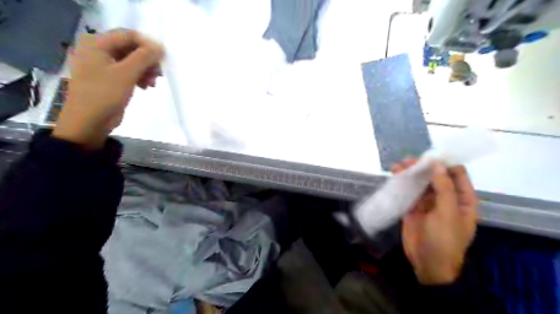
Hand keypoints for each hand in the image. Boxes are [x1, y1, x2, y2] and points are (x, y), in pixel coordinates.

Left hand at [52, 29, 163, 149]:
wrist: (89, 122)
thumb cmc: (104, 94)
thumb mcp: (126, 74)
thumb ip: (144, 57)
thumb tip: (160, 47)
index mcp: (96, 43)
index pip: (129, 35)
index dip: (148, 45)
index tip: (163, 59)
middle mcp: (98, 50)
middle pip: (131, 48)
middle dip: (147, 60)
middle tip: (159, 74)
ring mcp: (103, 65)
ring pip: (132, 60)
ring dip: (146, 70)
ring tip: (153, 83)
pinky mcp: (109, 78)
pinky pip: (128, 71)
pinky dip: (139, 77)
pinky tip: (146, 87)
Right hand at [393, 159, 475, 284]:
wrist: (428, 263)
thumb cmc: (445, 240)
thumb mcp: (448, 214)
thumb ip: (444, 188)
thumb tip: (437, 165)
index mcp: (462, 199)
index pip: (457, 174)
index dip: (445, 163)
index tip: (430, 157)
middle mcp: (445, 198)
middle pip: (435, 176)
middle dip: (423, 167)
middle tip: (409, 162)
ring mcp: (428, 203)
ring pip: (420, 183)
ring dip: (410, 174)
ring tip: (398, 167)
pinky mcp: (413, 208)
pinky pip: (409, 192)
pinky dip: (402, 184)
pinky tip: (394, 177)